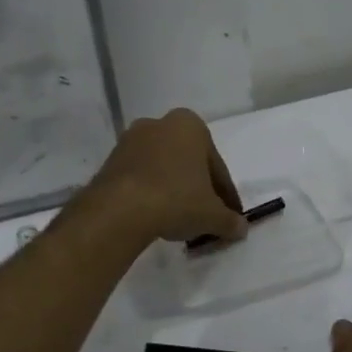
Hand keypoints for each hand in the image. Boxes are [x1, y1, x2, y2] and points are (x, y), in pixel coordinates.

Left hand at [85, 108, 247, 246]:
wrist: (120, 209)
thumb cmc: (176, 199)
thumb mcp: (212, 215)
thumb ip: (230, 221)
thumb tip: (241, 228)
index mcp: (190, 125)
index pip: (216, 167)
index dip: (225, 195)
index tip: (229, 215)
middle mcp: (159, 124)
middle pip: (188, 162)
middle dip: (197, 187)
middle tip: (205, 216)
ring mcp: (131, 141)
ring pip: (163, 168)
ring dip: (173, 189)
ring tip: (179, 219)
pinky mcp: (110, 160)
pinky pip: (140, 177)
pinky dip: (151, 193)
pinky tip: (156, 215)